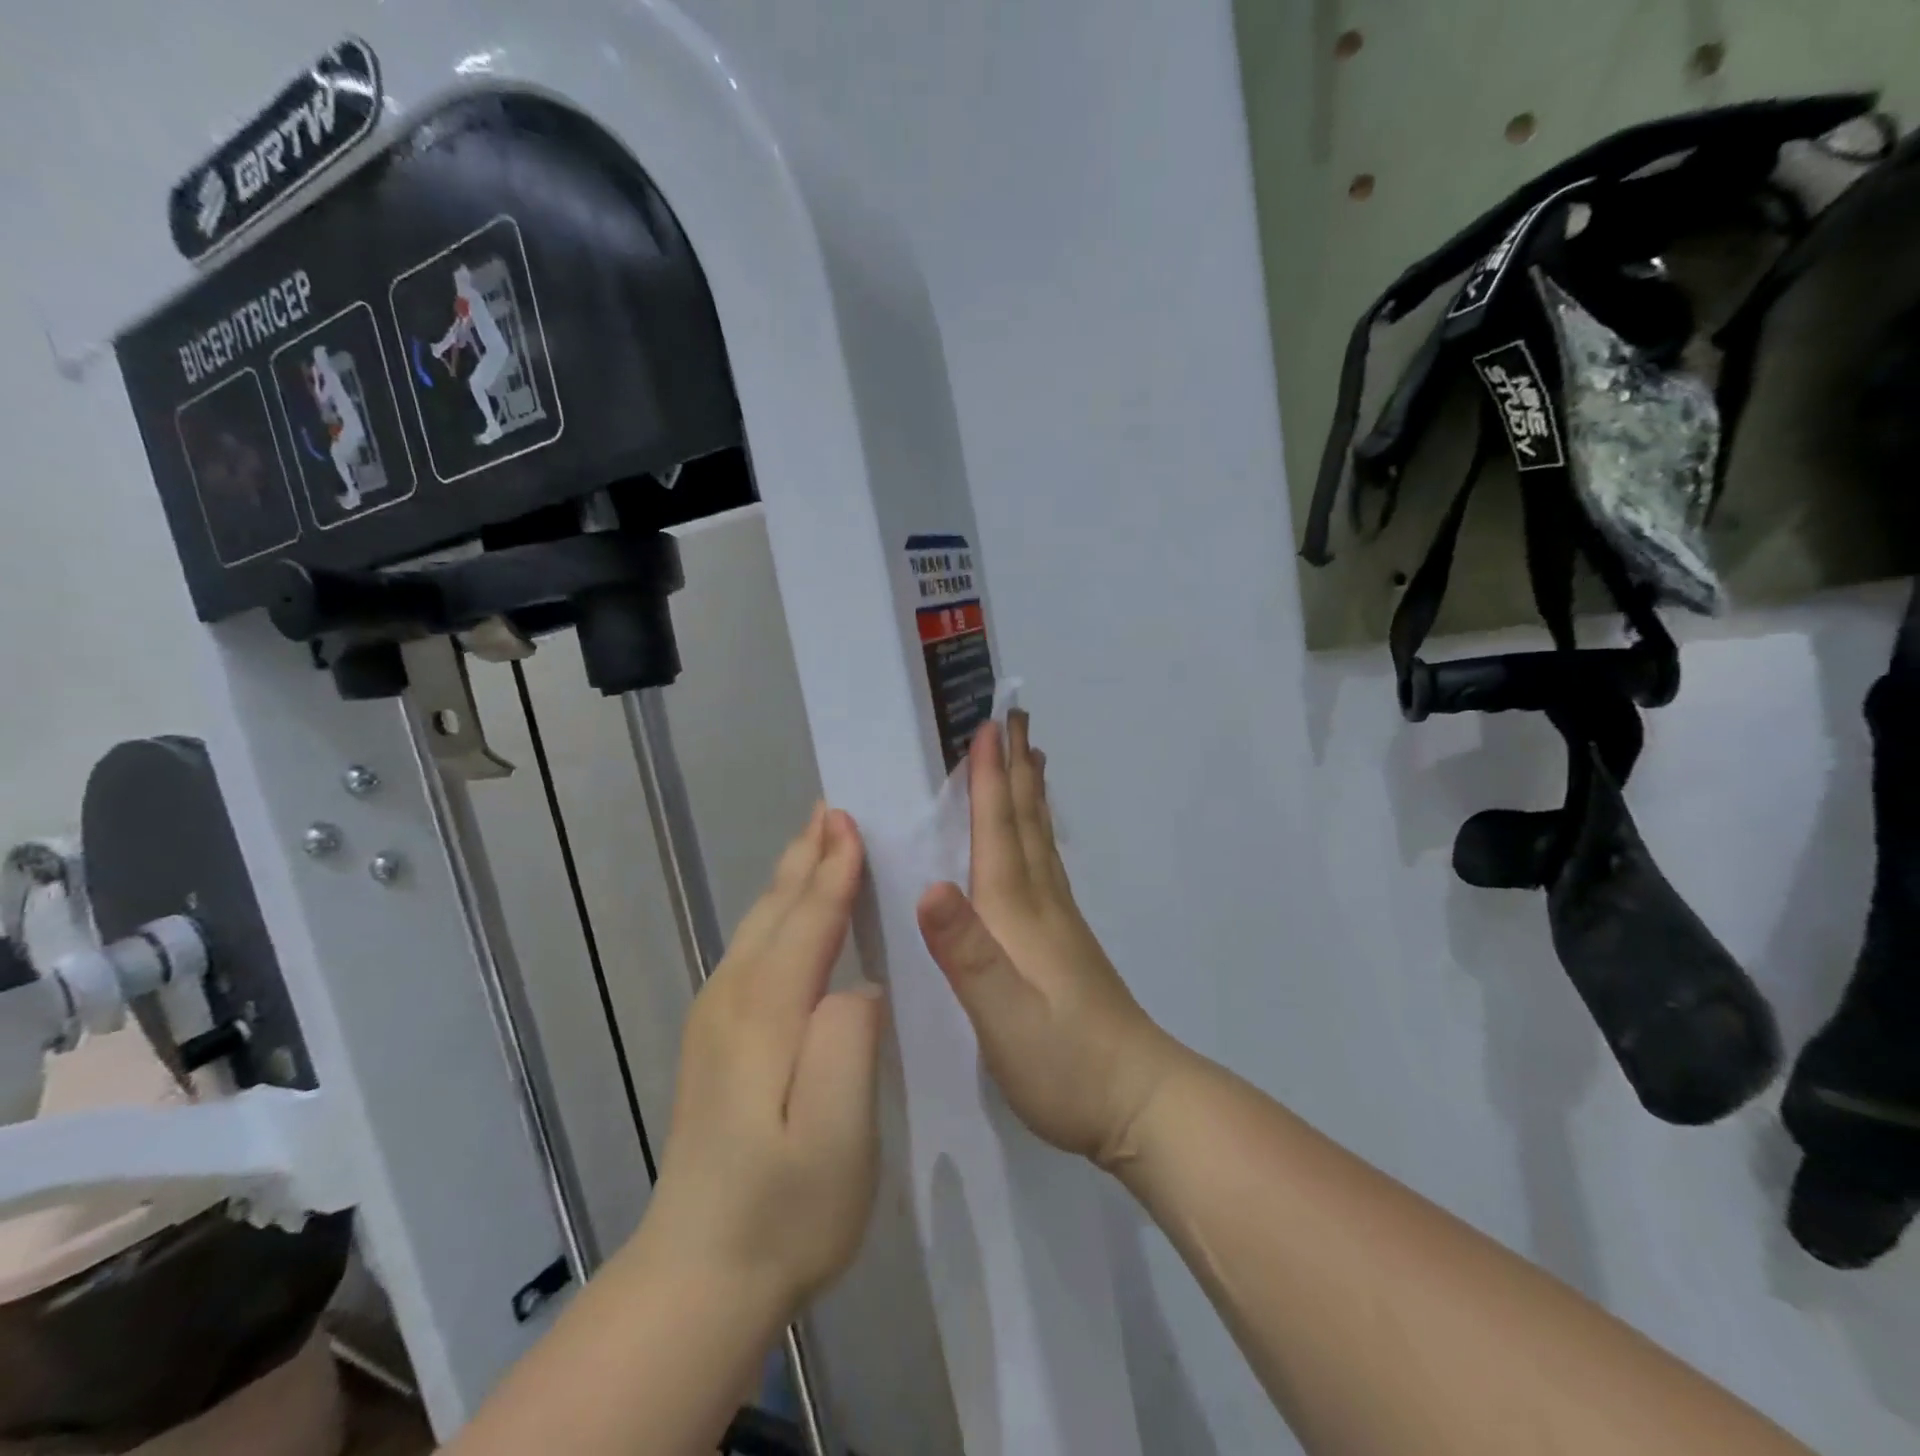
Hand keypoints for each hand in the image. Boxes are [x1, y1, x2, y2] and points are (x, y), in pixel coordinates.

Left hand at [642, 806, 884, 1313]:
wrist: (698, 1278)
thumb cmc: (785, 1210)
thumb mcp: (835, 1138)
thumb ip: (847, 1045)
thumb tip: (859, 984)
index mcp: (766, 1016)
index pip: (808, 923)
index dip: (834, 871)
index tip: (851, 821)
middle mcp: (733, 1002)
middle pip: (775, 912)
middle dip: (806, 858)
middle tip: (831, 809)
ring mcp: (716, 1021)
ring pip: (758, 927)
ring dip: (790, 880)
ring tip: (814, 841)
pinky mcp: (715, 1041)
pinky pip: (752, 951)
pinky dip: (777, 915)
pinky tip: (789, 914)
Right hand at [917, 713, 1183, 1167]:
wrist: (1137, 1101)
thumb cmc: (1064, 1064)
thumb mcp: (1003, 1018)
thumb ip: (967, 954)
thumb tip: (929, 887)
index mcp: (1017, 912)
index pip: (999, 830)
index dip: (989, 777)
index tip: (987, 725)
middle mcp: (1040, 902)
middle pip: (1025, 820)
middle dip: (1015, 766)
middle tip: (1014, 716)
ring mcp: (1059, 920)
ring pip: (1040, 838)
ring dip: (1030, 791)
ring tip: (1030, 755)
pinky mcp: (1065, 941)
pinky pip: (1046, 863)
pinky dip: (1038, 831)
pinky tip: (1037, 836)